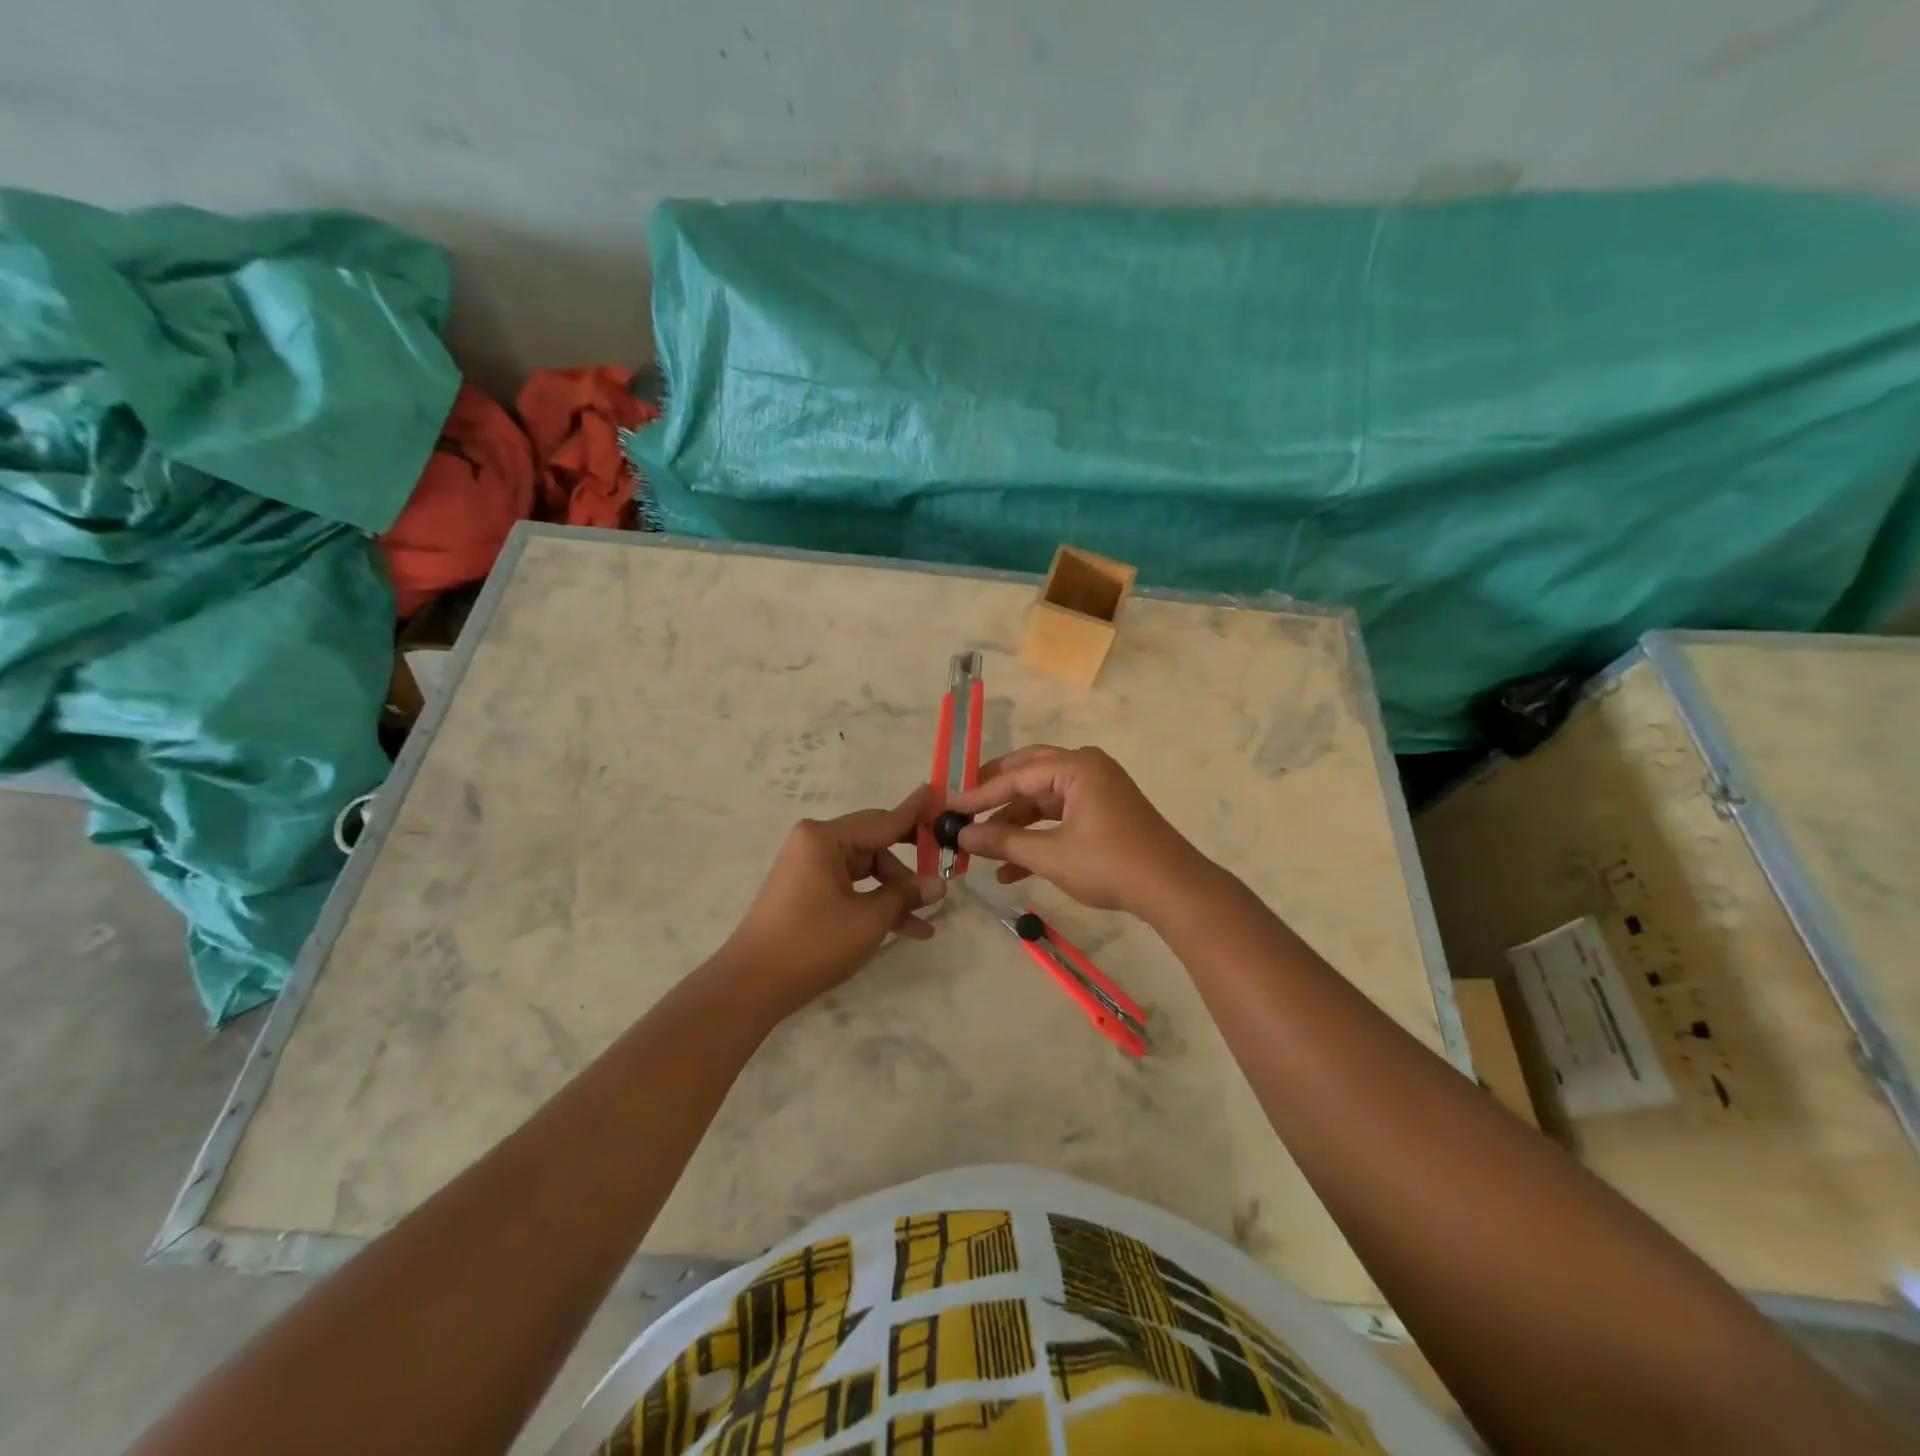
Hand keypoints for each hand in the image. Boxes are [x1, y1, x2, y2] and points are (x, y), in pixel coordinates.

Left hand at [721, 786, 945, 1020]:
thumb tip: (938, 885)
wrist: (751, 985)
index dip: (915, 812)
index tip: (939, 793)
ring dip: (894, 893)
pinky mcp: (806, 890)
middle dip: (909, 865)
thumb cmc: (813, 943)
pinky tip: (906, 929)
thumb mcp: (869, 919)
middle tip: (944, 867)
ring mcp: (809, 867)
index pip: (882, 820)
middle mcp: (815, 843)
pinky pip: (850, 887)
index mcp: (825, 837)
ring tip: (926, 920)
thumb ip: (905, 895)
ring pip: (865, 869)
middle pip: (874, 844)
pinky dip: (873, 903)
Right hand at [947, 746, 1211, 917]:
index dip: (979, 793)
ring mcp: (1096, 791)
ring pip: (1042, 800)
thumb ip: (1004, 842)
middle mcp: (1086, 769)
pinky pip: (1059, 817)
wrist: (1173, 890)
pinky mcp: (1102, 814)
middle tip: (961, 809)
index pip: (1017, 775)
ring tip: (980, 848)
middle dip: (994, 797)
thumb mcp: (1051, 855)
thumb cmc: (1110, 864)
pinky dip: (1036, 837)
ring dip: (1013, 824)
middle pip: (1028, 776)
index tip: (948, 806)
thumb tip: (963, 836)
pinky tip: (1009, 869)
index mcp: (1077, 767)